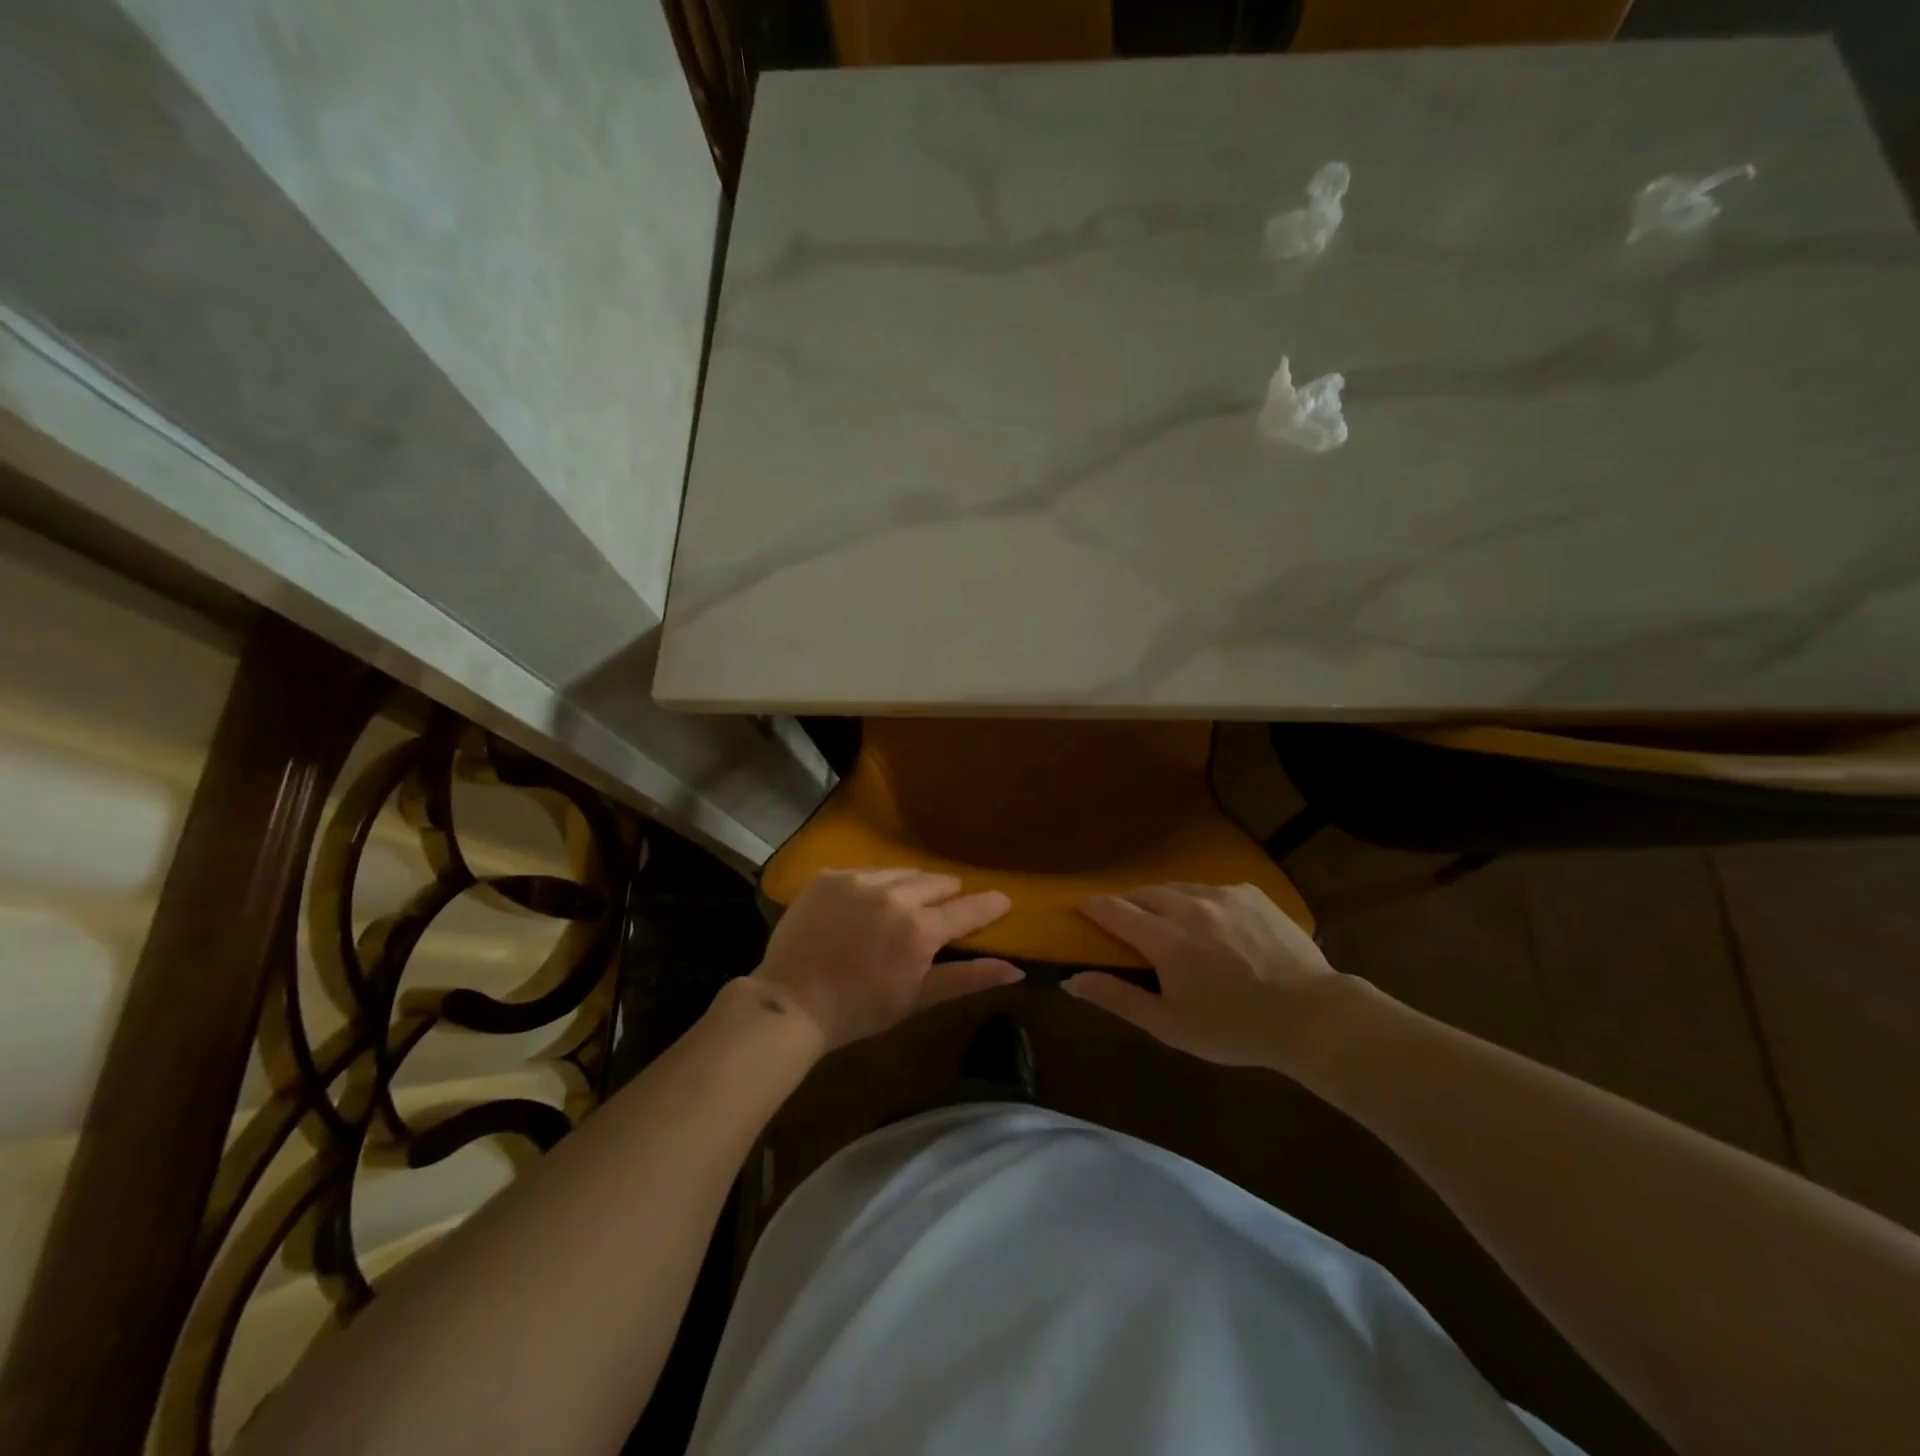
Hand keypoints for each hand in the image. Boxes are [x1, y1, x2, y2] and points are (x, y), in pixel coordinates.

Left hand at [752, 869, 1022, 1051]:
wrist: (791, 1003)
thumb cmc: (860, 1010)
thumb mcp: (917, 999)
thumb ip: (967, 978)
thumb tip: (1015, 970)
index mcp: (919, 929)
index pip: (967, 908)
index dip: (989, 905)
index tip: (1003, 899)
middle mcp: (893, 896)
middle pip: (936, 882)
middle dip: (947, 894)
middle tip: (945, 907)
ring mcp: (858, 881)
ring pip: (901, 872)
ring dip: (911, 885)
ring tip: (905, 903)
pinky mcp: (829, 877)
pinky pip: (865, 872)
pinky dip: (874, 885)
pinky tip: (865, 903)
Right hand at [1065, 883, 1342, 1068]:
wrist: (1313, 1017)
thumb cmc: (1235, 1029)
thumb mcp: (1171, 1025)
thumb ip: (1118, 998)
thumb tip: (1072, 981)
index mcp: (1167, 940)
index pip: (1114, 910)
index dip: (1092, 907)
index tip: (1079, 908)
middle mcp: (1190, 906)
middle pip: (1143, 893)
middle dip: (1128, 905)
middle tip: (1128, 927)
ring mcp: (1223, 895)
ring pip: (1177, 887)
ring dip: (1163, 902)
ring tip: (1170, 925)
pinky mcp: (1250, 892)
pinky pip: (1210, 889)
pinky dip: (1199, 902)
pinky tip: (1213, 927)